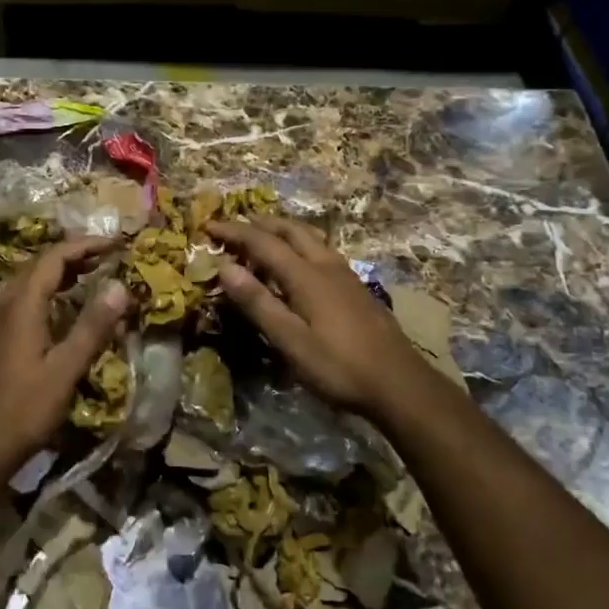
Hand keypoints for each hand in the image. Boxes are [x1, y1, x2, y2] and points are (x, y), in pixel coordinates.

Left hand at [0, 236, 129, 468]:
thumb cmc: (23, 410)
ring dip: (57, 272)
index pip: (54, 258)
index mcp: (20, 305)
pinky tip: (59, 309)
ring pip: (26, 281)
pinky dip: (44, 291)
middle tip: (106, 258)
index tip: (116, 244)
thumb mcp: (65, 370)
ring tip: (88, 276)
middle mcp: (3, 305)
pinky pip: (19, 298)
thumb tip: (120, 286)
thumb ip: (92, 327)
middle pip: (37, 264)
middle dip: (72, 255)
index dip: (86, 246)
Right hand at [209, 216, 432, 417]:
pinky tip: (300, 264)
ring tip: (264, 236)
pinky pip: (321, 251)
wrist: (400, 384)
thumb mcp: (291, 341)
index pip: (263, 243)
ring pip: (310, 238)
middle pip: (290, 230)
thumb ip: (258, 303)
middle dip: (260, 223)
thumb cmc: (339, 367)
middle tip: (235, 225)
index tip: (209, 226)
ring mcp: (346, 275)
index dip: (234, 232)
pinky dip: (300, 245)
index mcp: (307, 276)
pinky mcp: (356, 288)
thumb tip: (225, 267)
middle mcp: (326, 266)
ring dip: (283, 231)